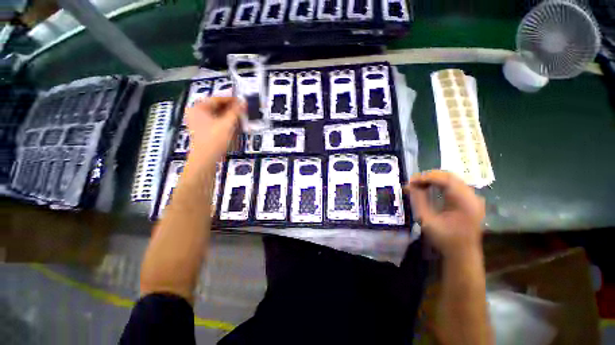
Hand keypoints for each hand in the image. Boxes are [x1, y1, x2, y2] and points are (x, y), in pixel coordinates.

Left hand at [186, 97, 243, 163]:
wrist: (205, 158)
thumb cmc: (214, 139)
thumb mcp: (227, 124)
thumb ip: (235, 111)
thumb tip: (244, 102)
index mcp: (198, 108)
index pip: (217, 99)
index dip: (231, 99)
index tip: (242, 100)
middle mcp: (195, 113)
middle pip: (216, 107)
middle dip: (230, 108)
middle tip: (242, 110)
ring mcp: (197, 122)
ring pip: (216, 115)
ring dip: (228, 115)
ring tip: (239, 117)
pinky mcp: (202, 130)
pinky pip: (214, 122)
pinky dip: (224, 122)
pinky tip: (232, 124)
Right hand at [405, 170, 484, 258]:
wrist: (463, 254)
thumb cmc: (444, 239)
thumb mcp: (426, 220)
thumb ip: (418, 200)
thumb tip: (410, 186)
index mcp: (465, 203)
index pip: (446, 180)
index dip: (426, 177)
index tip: (411, 181)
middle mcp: (472, 197)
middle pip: (450, 176)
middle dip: (429, 176)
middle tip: (414, 182)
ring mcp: (473, 198)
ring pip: (452, 179)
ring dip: (434, 179)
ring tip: (419, 184)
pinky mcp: (471, 200)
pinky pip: (454, 185)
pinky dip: (440, 184)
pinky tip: (430, 188)